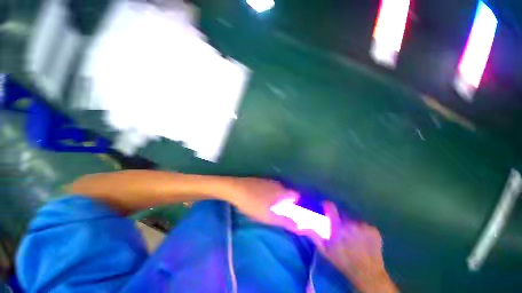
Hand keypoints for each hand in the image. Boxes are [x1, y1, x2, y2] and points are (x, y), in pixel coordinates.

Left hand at [228, 178, 298, 229]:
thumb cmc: (253, 204)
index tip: (293, 212)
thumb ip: (285, 221)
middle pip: (287, 192)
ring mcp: (268, 181)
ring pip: (278, 189)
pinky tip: (261, 199)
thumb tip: (299, 226)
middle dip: (286, 201)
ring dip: (277, 197)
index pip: (296, 195)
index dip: (296, 203)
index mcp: (282, 192)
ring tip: (270, 207)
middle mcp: (277, 184)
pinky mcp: (260, 180)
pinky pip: (270, 187)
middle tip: (280, 212)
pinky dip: (270, 193)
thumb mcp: (269, 216)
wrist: (236, 189)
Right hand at [314, 202, 397, 292]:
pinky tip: (362, 239)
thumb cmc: (343, 262)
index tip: (325, 207)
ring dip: (351, 223)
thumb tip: (301, 225)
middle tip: (340, 228)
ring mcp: (364, 226)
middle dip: (339, 218)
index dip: (326, 205)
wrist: (368, 274)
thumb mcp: (325, 250)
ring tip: (352, 235)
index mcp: (338, 227)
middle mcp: (351, 223)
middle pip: (342, 212)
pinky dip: (362, 229)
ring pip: (354, 218)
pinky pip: (364, 224)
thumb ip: (314, 235)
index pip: (330, 206)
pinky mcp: (374, 230)